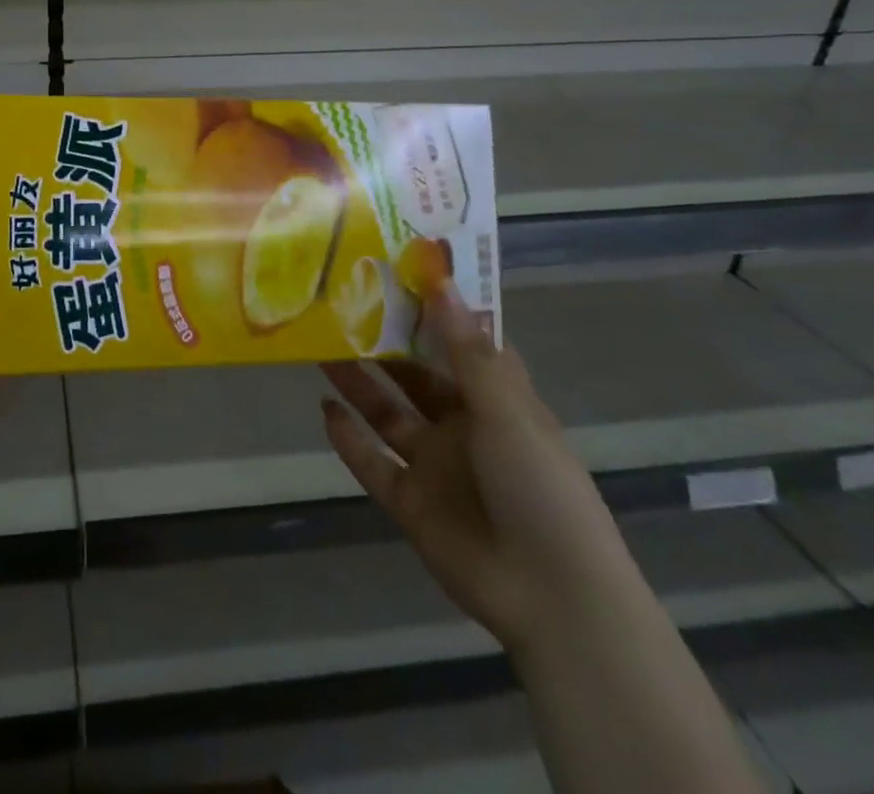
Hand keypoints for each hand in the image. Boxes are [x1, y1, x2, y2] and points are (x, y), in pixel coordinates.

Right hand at [321, 285, 636, 656]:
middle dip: (382, 345)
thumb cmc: (540, 487)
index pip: (461, 346)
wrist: (553, 599)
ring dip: (357, 384)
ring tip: (320, 348)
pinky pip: (371, 464)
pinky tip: (324, 410)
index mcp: (496, 403)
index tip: (398, 274)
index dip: (433, 312)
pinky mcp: (410, 504)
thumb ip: (465, 349)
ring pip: (386, 414)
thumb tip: (440, 281)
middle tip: (340, 307)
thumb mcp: (506, 410)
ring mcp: (434, 467)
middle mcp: (462, 428)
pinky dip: (348, 439)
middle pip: (414, 376)